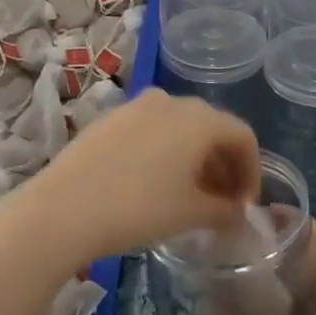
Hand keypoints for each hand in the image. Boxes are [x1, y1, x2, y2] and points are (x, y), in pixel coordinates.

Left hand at [21, 90, 259, 264]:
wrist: (64, 208)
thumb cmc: (138, 208)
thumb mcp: (190, 214)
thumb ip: (223, 210)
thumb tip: (236, 212)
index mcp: (198, 119)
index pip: (242, 136)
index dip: (251, 171)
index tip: (246, 205)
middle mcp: (171, 101)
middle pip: (211, 128)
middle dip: (223, 164)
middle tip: (223, 202)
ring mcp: (137, 105)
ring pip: (180, 127)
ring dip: (194, 157)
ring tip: (190, 195)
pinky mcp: (111, 117)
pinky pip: (152, 128)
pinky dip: (165, 150)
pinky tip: (155, 182)